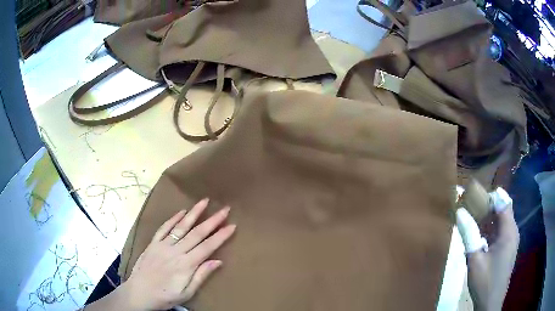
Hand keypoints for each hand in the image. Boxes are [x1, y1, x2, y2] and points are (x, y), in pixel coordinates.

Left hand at [119, 198, 235, 309]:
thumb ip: (201, 276)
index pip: (207, 247)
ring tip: (204, 201)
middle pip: (197, 233)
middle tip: (225, 209)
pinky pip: (164, 228)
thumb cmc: (165, 296)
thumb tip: (218, 261)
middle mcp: (175, 251)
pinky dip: (173, 218)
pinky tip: (182, 211)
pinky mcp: (153, 243)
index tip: (232, 225)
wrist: (139, 292)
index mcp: (186, 264)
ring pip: (181, 226)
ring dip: (194, 213)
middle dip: (212, 220)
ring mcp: (163, 245)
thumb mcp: (186, 293)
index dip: (221, 236)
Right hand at [466, 204, 518, 310]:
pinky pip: (502, 230)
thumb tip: (459, 212)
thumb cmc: (484, 281)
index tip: (474, 198)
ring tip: (474, 220)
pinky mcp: (508, 248)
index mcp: (509, 231)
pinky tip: (481, 237)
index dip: (490, 197)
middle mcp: (513, 231)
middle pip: (504, 208)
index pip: (503, 202)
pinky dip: (492, 228)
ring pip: (503, 219)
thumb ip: (469, 234)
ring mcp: (512, 240)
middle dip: (489, 205)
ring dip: (490, 217)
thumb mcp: (475, 259)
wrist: (490, 303)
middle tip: (472, 208)